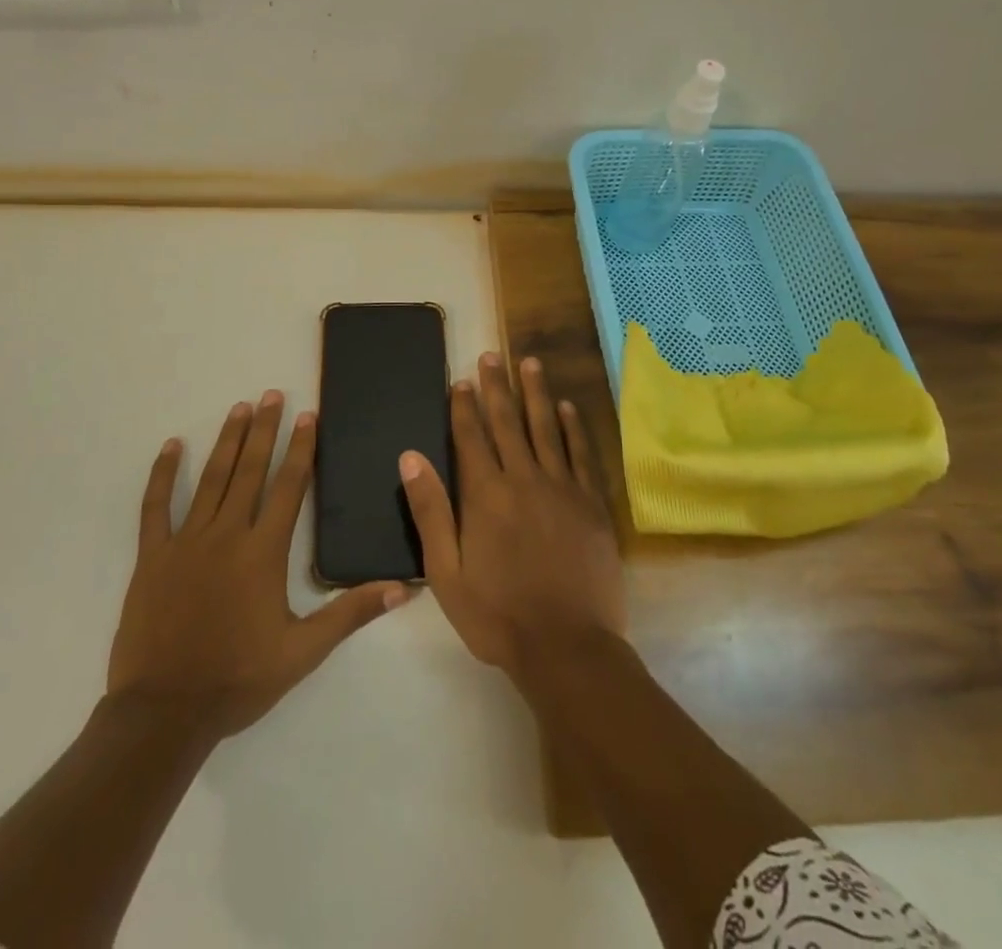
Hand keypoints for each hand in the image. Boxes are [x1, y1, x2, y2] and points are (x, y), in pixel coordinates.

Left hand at [108, 392, 407, 737]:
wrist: (165, 712)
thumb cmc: (238, 679)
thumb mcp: (303, 652)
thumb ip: (351, 613)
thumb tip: (403, 588)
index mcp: (264, 552)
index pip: (289, 487)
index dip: (300, 449)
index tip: (307, 416)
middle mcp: (227, 535)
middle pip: (251, 471)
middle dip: (264, 430)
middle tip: (272, 394)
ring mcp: (187, 542)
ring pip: (211, 479)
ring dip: (227, 441)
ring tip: (239, 408)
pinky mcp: (153, 556)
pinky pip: (157, 506)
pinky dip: (164, 474)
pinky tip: (172, 446)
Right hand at [400, 354, 624, 680]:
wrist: (567, 646)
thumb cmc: (497, 614)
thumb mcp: (446, 572)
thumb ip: (430, 510)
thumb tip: (410, 457)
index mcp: (486, 495)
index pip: (472, 437)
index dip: (464, 407)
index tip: (460, 380)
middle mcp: (524, 479)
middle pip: (508, 422)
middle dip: (497, 387)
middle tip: (491, 355)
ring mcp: (562, 488)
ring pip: (546, 428)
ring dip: (536, 393)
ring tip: (530, 363)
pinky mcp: (592, 503)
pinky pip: (582, 454)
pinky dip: (574, 428)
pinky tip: (567, 408)